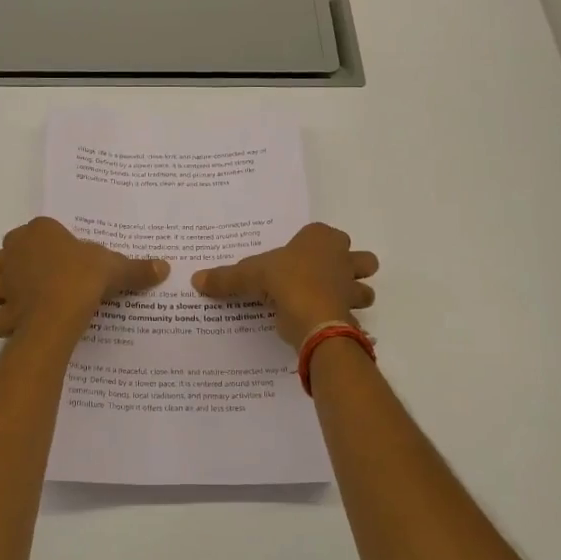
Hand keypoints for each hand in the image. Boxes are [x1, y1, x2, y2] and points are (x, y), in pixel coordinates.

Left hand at [0, 217, 168, 338]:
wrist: (61, 309)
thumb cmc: (85, 276)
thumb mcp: (116, 268)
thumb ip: (137, 268)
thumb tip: (165, 267)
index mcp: (39, 231)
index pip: (36, 231)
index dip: (45, 244)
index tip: (62, 258)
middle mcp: (14, 251)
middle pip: (3, 256)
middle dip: (13, 266)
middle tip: (37, 279)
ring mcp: (4, 282)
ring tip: (20, 301)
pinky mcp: (1, 310)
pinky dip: (2, 322)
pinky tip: (18, 326)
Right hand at [192, 222, 377, 348]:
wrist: (314, 318)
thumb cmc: (285, 282)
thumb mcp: (248, 276)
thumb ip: (225, 277)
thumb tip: (195, 279)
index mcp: (321, 239)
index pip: (323, 233)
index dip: (312, 244)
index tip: (296, 256)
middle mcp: (343, 258)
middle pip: (360, 258)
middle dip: (350, 267)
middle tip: (324, 278)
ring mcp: (352, 287)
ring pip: (364, 287)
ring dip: (352, 294)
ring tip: (327, 303)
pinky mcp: (353, 313)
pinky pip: (354, 316)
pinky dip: (344, 321)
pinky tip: (324, 326)